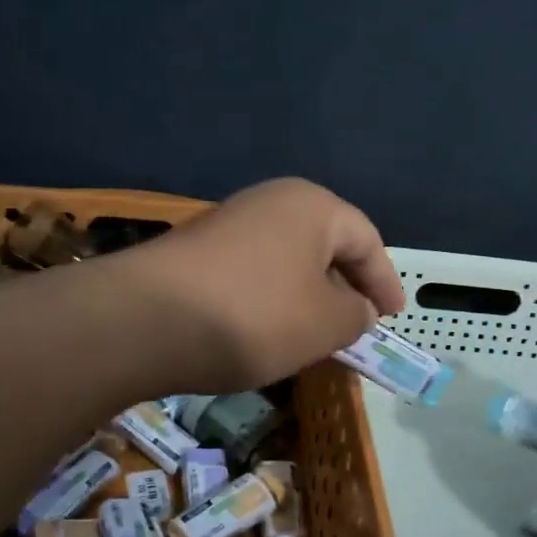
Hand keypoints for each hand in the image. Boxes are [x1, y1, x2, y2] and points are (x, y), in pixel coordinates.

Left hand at [121, 178, 404, 393]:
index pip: (366, 240)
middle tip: (357, 324)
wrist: (144, 320)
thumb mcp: (325, 324)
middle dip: (345, 286)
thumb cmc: (254, 315)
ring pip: (288, 259)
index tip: (393, 317)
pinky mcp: (197, 249)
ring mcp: (229, 222)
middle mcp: (271, 202)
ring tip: (314, 334)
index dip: (385, 281)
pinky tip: (266, 330)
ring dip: (307, 294)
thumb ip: (355, 315)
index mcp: (312, 206)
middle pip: (325, 244)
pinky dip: (272, 298)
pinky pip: (254, 271)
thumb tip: (355, 308)